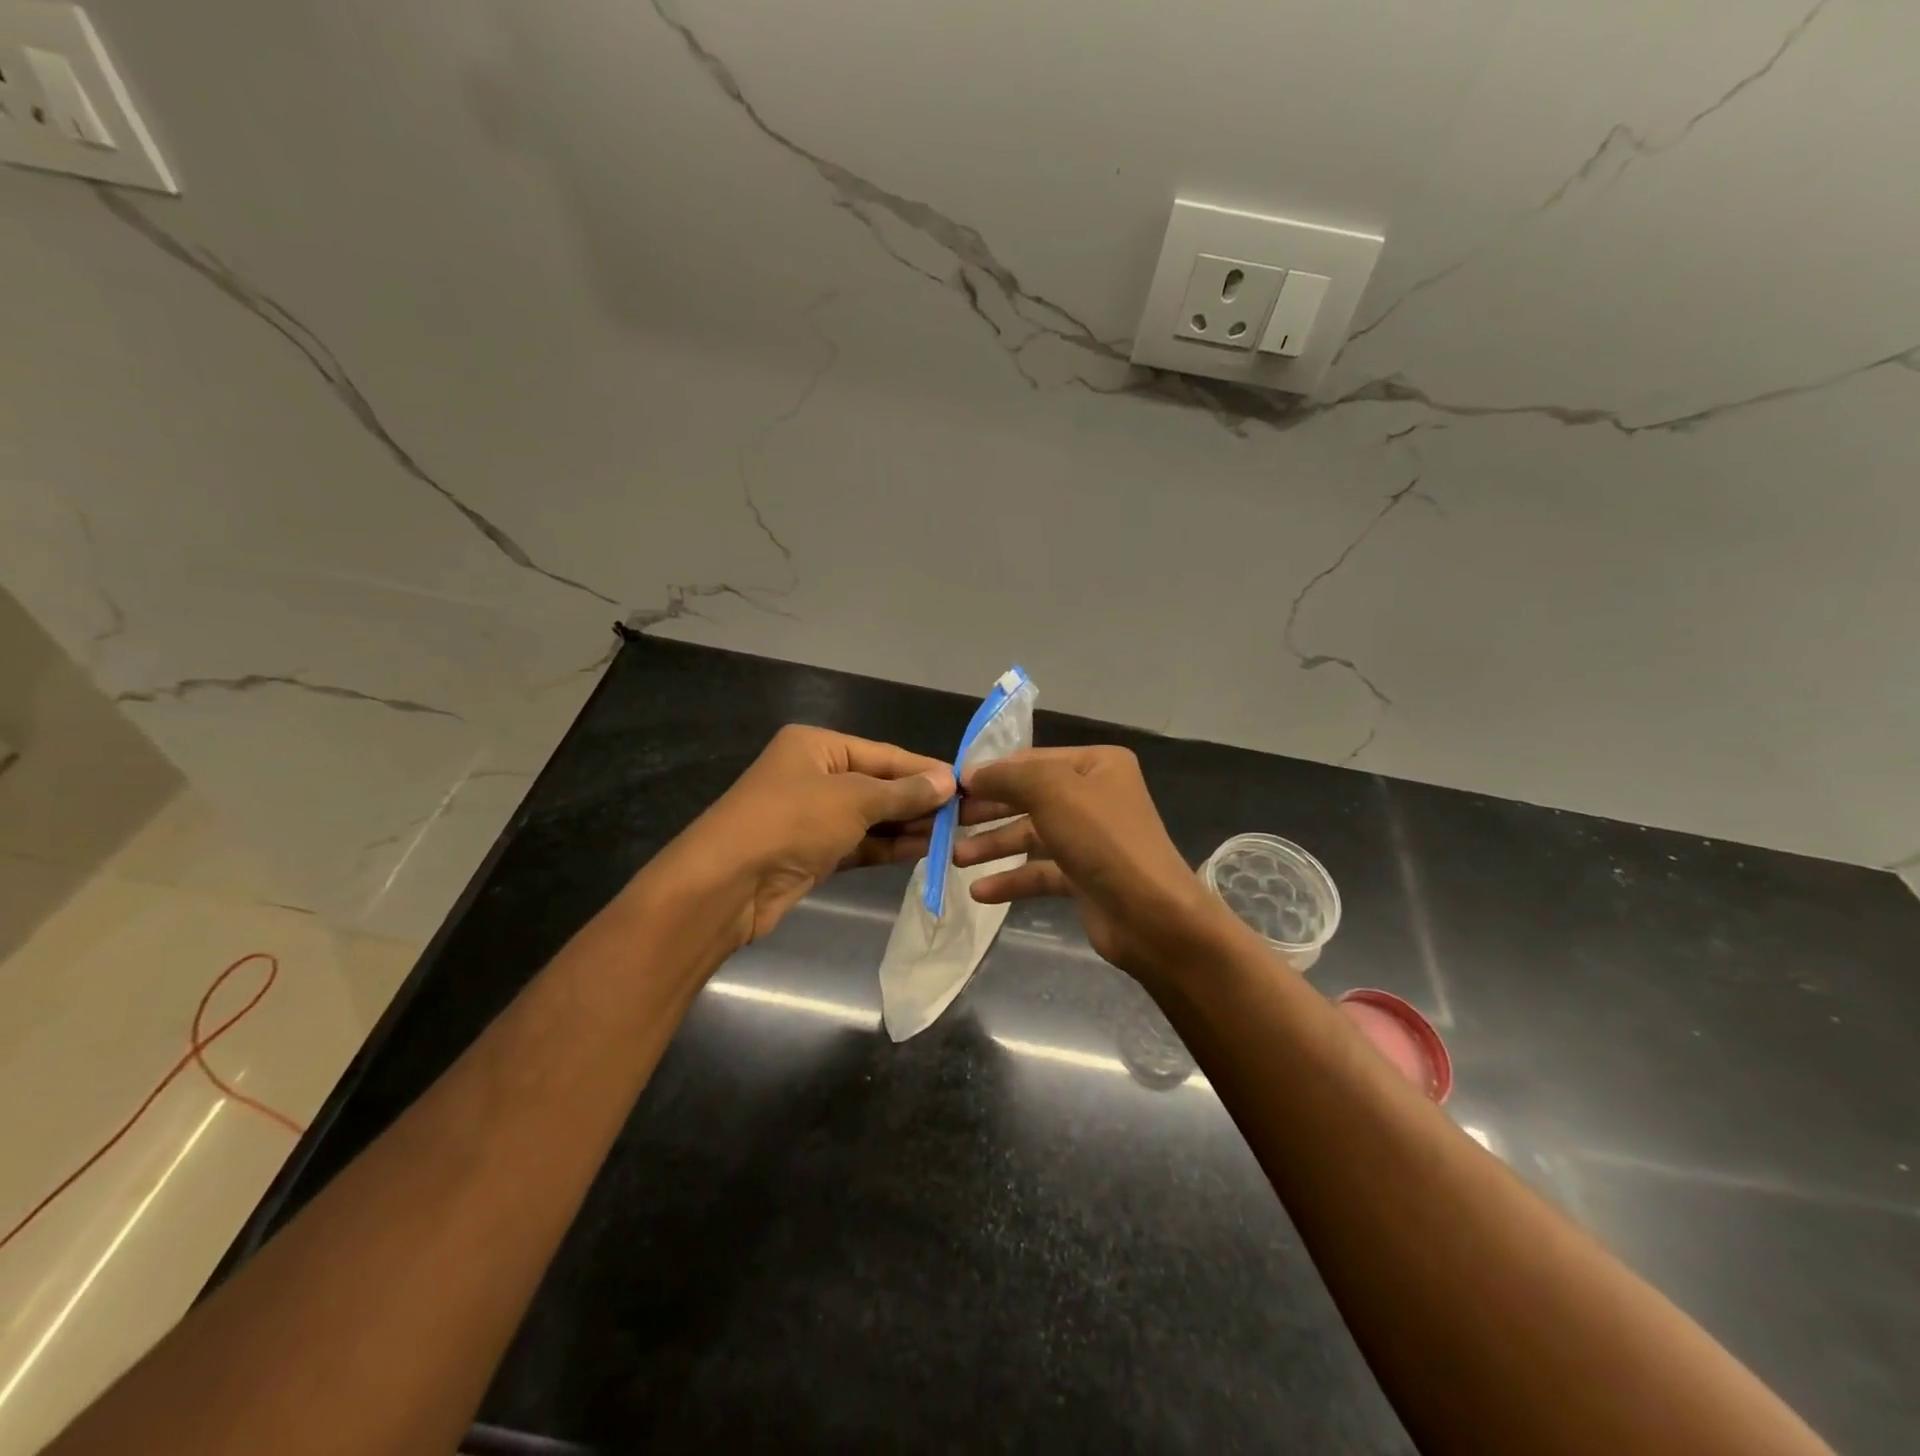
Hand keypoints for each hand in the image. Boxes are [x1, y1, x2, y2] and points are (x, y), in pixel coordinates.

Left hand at [649, 725, 954, 947]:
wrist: (726, 885)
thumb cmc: (790, 822)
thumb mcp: (853, 800)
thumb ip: (902, 792)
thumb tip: (948, 780)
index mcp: (816, 746)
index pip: (884, 754)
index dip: (925, 769)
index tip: (966, 783)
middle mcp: (814, 775)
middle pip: (879, 785)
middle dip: (920, 800)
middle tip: (968, 813)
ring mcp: (813, 816)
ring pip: (872, 817)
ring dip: (909, 825)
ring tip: (956, 833)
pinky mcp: (813, 853)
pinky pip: (861, 843)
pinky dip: (889, 846)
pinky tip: (926, 850)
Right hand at [952, 746, 1235, 987]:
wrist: (1151, 916)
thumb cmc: (1102, 840)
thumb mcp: (1052, 792)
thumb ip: (1007, 777)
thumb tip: (970, 774)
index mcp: (1097, 765)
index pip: (1033, 759)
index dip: (993, 772)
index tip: (953, 787)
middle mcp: (1095, 796)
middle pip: (1030, 797)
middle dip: (989, 810)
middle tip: (949, 821)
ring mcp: (1090, 839)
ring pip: (1031, 835)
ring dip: (994, 845)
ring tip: (956, 858)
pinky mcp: (1084, 877)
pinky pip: (1040, 871)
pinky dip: (1011, 879)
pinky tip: (979, 892)